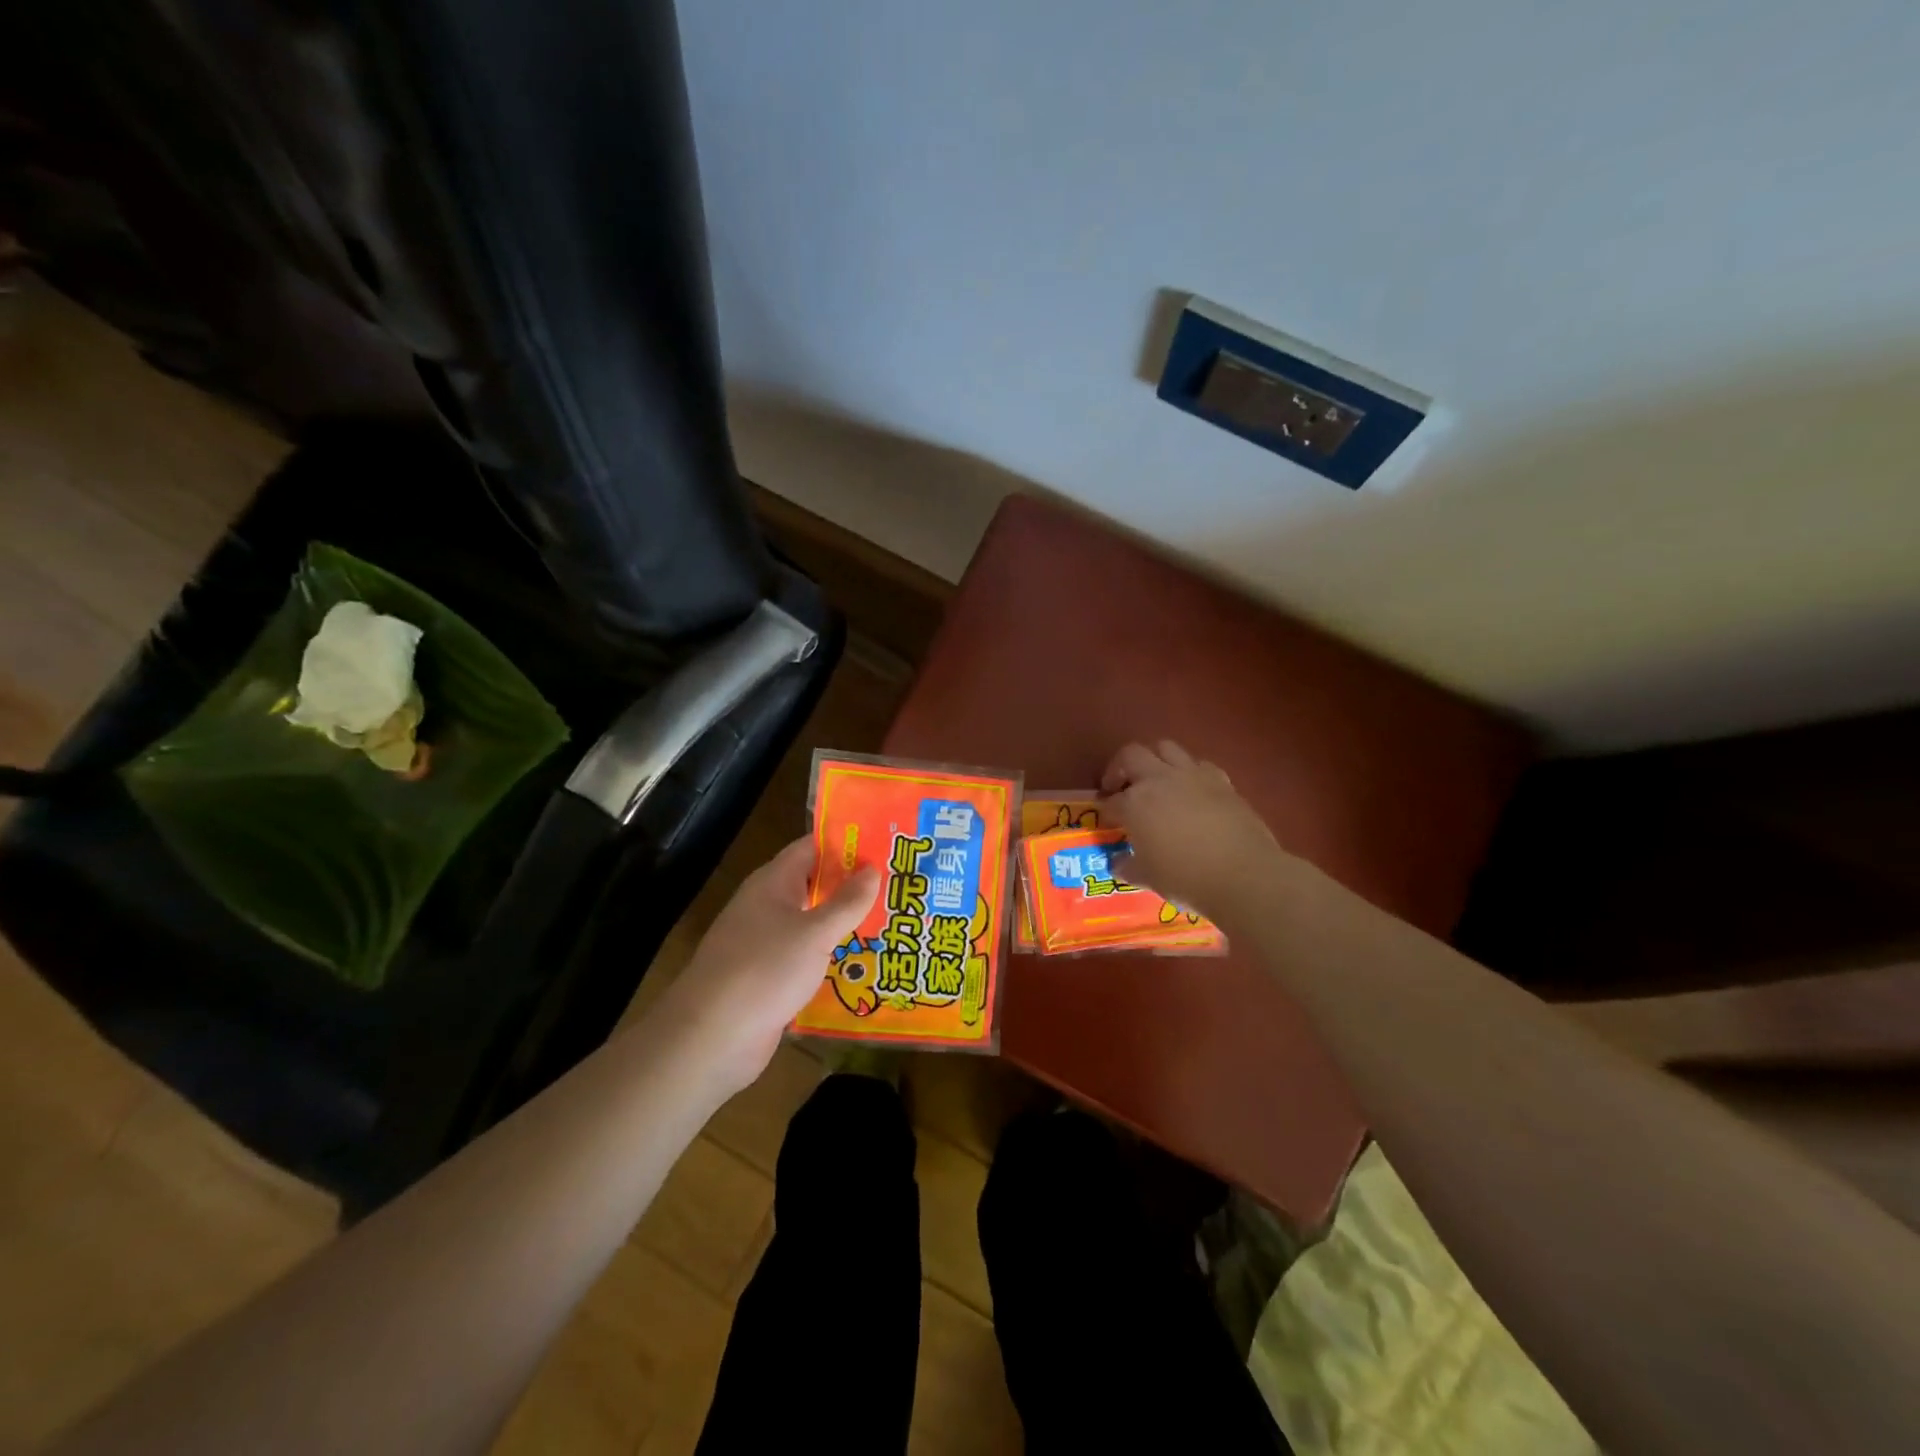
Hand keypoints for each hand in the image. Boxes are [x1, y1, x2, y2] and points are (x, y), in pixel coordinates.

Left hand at [646, 838, 879, 1096]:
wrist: (710, 1038)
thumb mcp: (814, 933)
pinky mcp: (769, 978)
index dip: (846, 842)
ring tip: (893, 921)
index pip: (812, 848)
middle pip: (815, 885)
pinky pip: (807, 957)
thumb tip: (872, 868)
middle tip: (899, 883)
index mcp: (773, 882)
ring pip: (813, 924)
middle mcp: (768, 906)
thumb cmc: (764, 970)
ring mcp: (766, 943)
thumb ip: (846, 901)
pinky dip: (832, 957)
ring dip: (846, 923)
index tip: (885, 843)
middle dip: (853, 885)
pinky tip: (864, 964)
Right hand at [1100, 740, 1283, 920]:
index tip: (1108, 822)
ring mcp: (1193, 776)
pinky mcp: (1222, 781)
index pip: (1111, 801)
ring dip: (1154, 760)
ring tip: (1155, 781)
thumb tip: (1118, 863)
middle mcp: (1159, 779)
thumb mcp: (1148, 877)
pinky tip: (1191, 791)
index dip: (1106, 811)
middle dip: (1120, 768)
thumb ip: (1129, 866)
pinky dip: (1189, 772)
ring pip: (1166, 748)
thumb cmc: (1186, 878)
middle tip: (1120, 788)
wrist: (1244, 875)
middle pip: (1131, 755)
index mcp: (1135, 803)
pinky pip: (1199, 765)